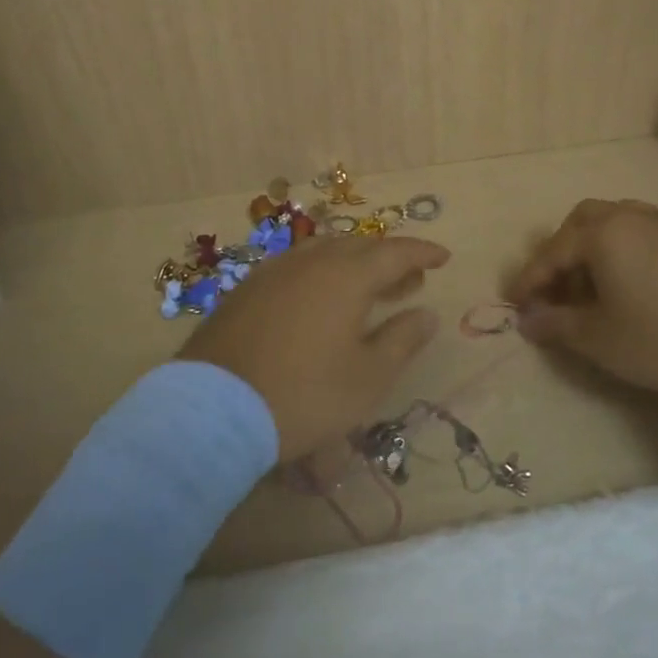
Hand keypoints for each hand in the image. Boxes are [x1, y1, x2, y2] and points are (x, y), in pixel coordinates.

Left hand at [181, 235, 449, 459]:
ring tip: (368, 288)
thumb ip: (402, 340)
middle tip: (409, 280)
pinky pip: (296, 267)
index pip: (395, 252)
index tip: (443, 257)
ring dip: (353, 264)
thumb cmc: (305, 395)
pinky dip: (321, 274)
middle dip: (389, 259)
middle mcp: (311, 261)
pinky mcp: (247, 290)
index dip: (422, 252)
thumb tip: (426, 313)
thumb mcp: (367, 377)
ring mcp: (274, 272)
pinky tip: (320, 300)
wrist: (214, 410)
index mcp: (346, 275)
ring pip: (324, 253)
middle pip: (359, 247)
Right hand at [503, 199, 657, 409]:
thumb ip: (556, 325)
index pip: (553, 252)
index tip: (514, 303)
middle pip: (582, 222)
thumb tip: (527, 320)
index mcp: (604, 232)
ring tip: (589, 289)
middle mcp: (631, 216)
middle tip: (554, 289)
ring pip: (613, 223)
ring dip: (591, 250)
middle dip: (560, 253)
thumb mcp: (598, 338)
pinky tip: (627, 285)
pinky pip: (639, 233)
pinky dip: (620, 252)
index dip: (530, 279)